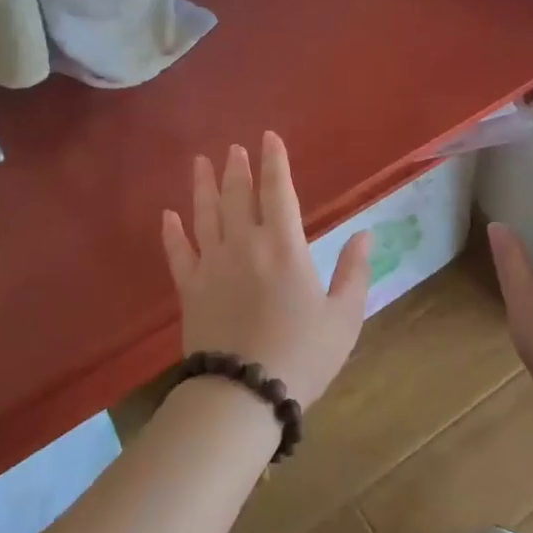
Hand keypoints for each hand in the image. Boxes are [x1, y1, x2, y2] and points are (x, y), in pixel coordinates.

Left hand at [161, 132, 373, 408]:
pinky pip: (178, 253)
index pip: (278, 191)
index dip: (274, 162)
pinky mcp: (190, 288)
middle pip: (238, 196)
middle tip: (234, 148)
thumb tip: (365, 234)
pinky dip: (171, 232)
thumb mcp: (344, 317)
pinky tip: (168, 214)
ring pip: (205, 214)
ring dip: (203, 186)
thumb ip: (354, 272)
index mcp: (284, 247)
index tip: (268, 138)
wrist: (244, 394)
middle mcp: (244, 245)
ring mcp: (212, 264)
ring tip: (201, 162)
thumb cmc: (302, 355)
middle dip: (237, 168)